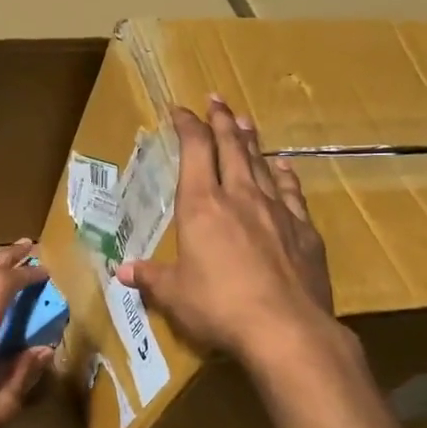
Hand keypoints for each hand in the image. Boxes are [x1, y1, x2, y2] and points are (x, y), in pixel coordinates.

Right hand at [117, 98, 342, 369]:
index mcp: (202, 206)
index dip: (187, 126)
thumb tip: (122, 271)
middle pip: (231, 147)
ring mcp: (277, 211)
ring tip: (244, 121)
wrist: (286, 328)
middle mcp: (240, 197)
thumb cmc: (218, 306)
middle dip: (221, 120)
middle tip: (216, 99)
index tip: (180, 110)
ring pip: (262, 163)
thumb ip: (150, 277)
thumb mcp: (174, 294)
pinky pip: (292, 191)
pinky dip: (284, 174)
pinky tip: (283, 166)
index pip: (195, 151)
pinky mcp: (304, 230)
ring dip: (251, 140)